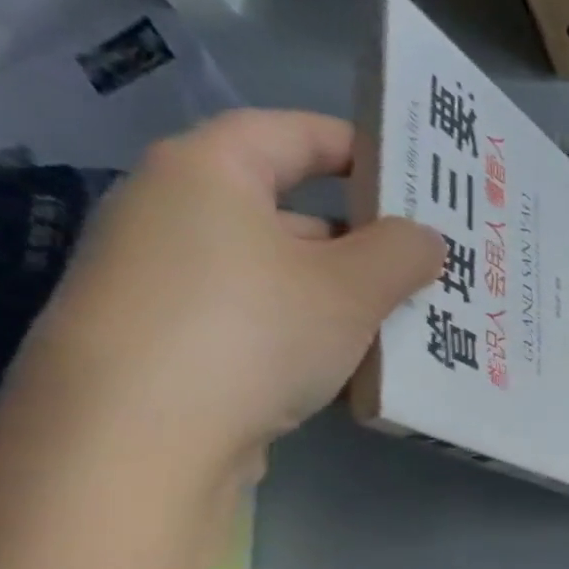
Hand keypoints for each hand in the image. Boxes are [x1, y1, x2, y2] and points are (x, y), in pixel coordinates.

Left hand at [7, 110, 443, 478]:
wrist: (141, 435)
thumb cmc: (254, 330)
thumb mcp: (351, 288)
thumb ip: (401, 254)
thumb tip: (426, 238)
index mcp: (208, 174)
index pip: (289, 133)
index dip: (355, 145)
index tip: (411, 174)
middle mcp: (173, 214)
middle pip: (287, 211)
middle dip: (363, 241)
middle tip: (427, 268)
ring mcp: (165, 282)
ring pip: (278, 276)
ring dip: (342, 298)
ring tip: (406, 326)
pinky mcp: (170, 343)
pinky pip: (257, 322)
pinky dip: (308, 336)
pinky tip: (353, 369)